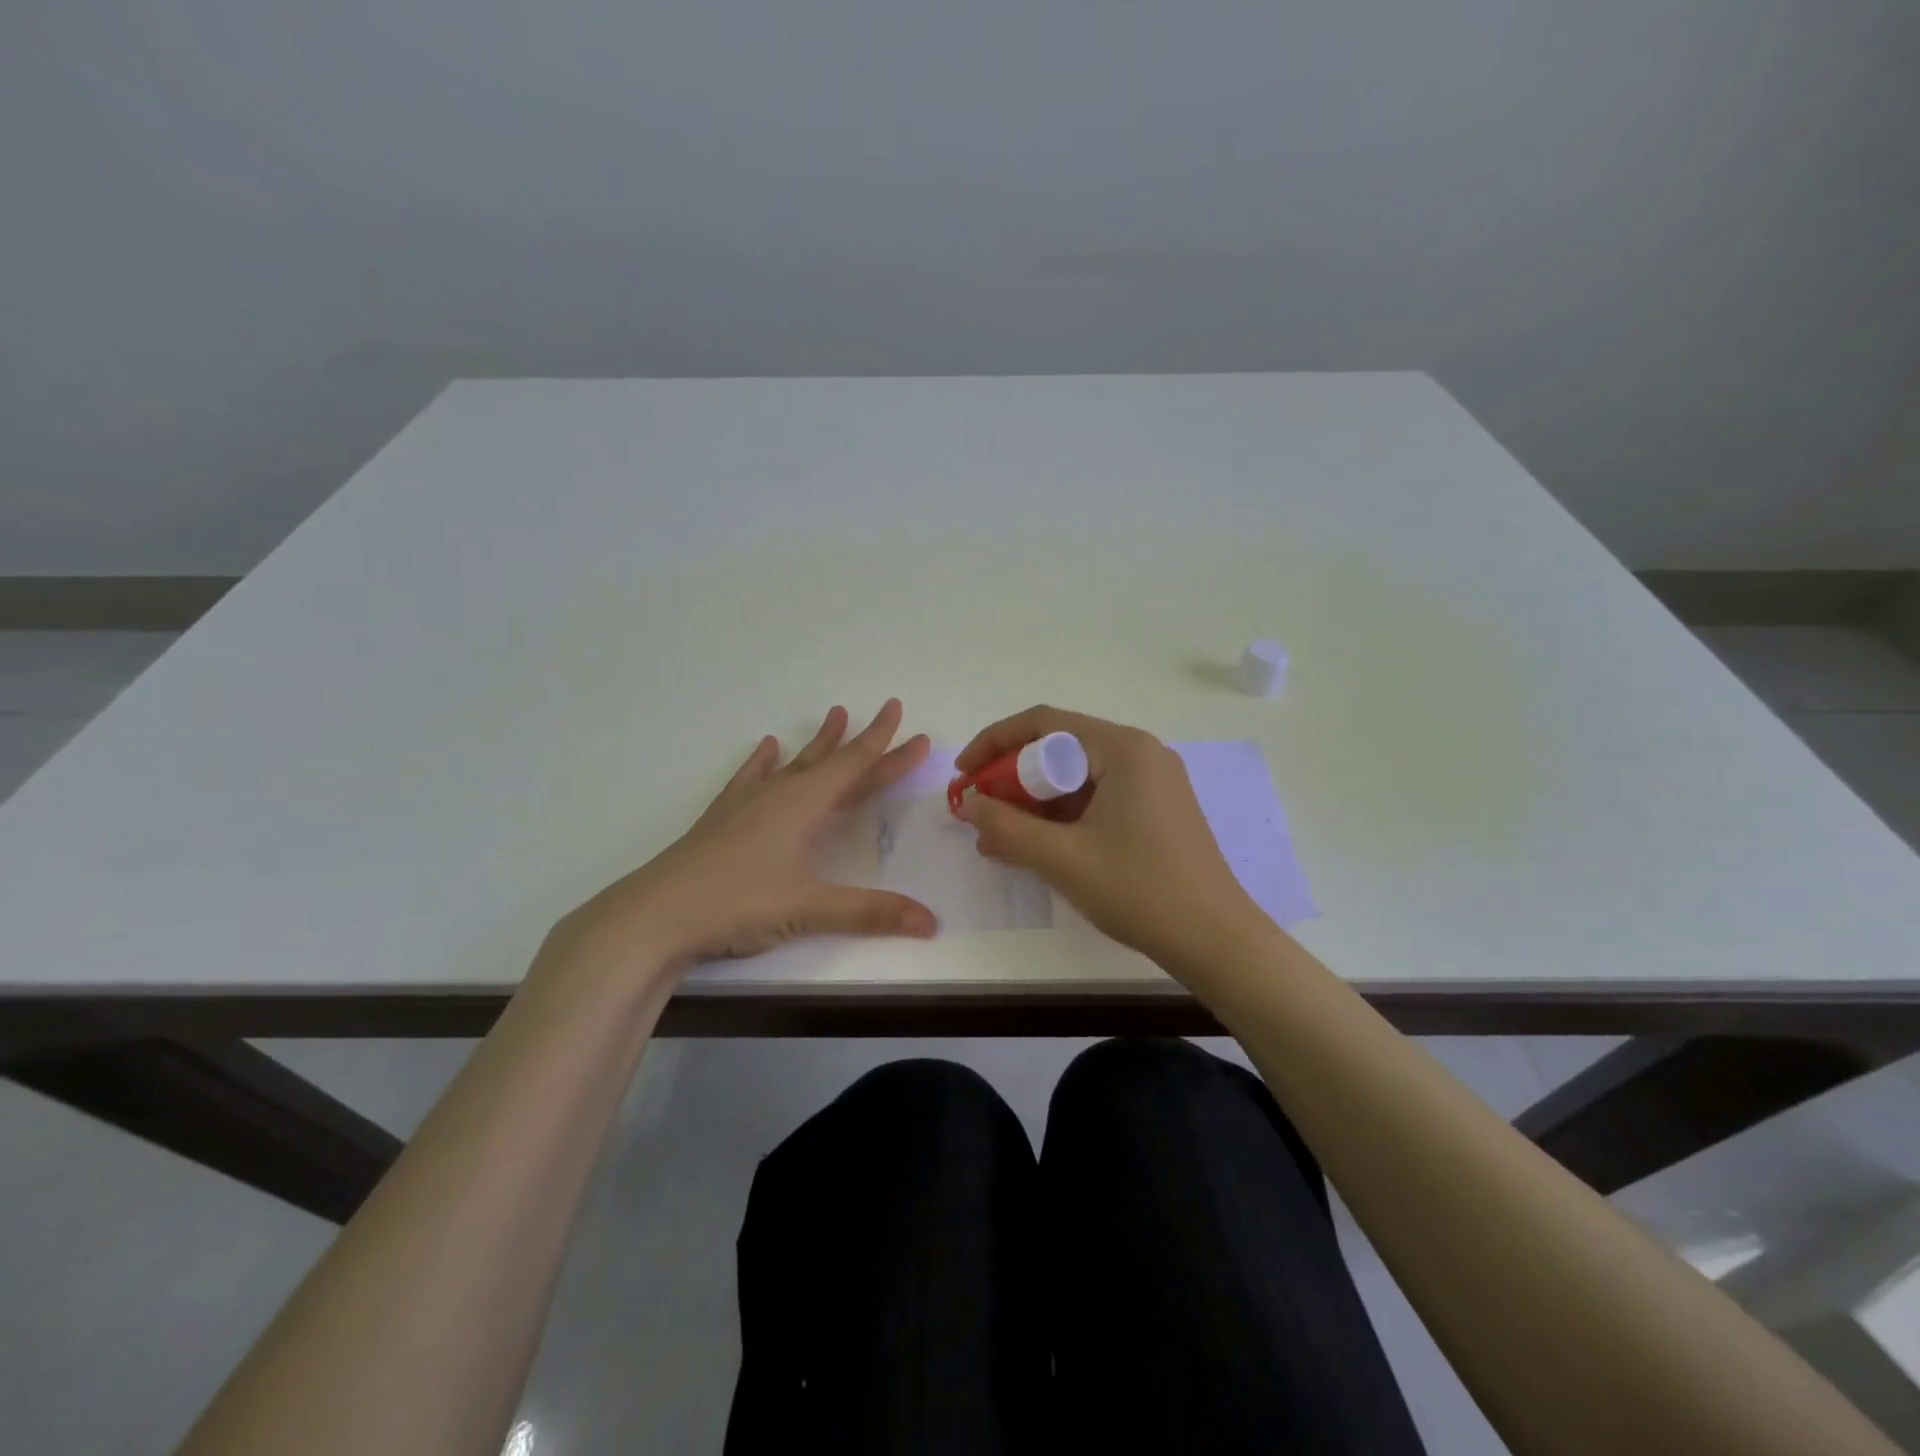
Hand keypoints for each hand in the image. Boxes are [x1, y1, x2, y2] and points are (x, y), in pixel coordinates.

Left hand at [543, 700, 936, 985]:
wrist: (656, 914)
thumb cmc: (738, 903)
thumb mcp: (810, 908)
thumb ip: (871, 912)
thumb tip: (932, 923)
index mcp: (804, 805)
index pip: (855, 766)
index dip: (886, 746)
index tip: (905, 717)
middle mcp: (780, 794)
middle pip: (832, 762)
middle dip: (865, 742)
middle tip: (888, 714)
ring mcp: (748, 803)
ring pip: (795, 765)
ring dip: (819, 743)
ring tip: (835, 715)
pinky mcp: (723, 818)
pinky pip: (751, 778)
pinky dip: (763, 762)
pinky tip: (767, 747)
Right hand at [953, 706, 1259, 968]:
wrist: (1216, 941)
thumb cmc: (1139, 890)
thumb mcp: (1062, 858)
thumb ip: (1006, 826)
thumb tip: (968, 804)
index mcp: (1123, 749)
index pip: (1043, 723)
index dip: (994, 743)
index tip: (963, 775)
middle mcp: (1140, 754)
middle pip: (1059, 749)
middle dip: (1011, 779)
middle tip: (979, 812)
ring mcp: (1153, 783)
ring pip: (1076, 778)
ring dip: (1033, 803)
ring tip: (998, 838)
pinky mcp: (1156, 811)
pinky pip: (1096, 799)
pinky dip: (1062, 818)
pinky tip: (1036, 848)